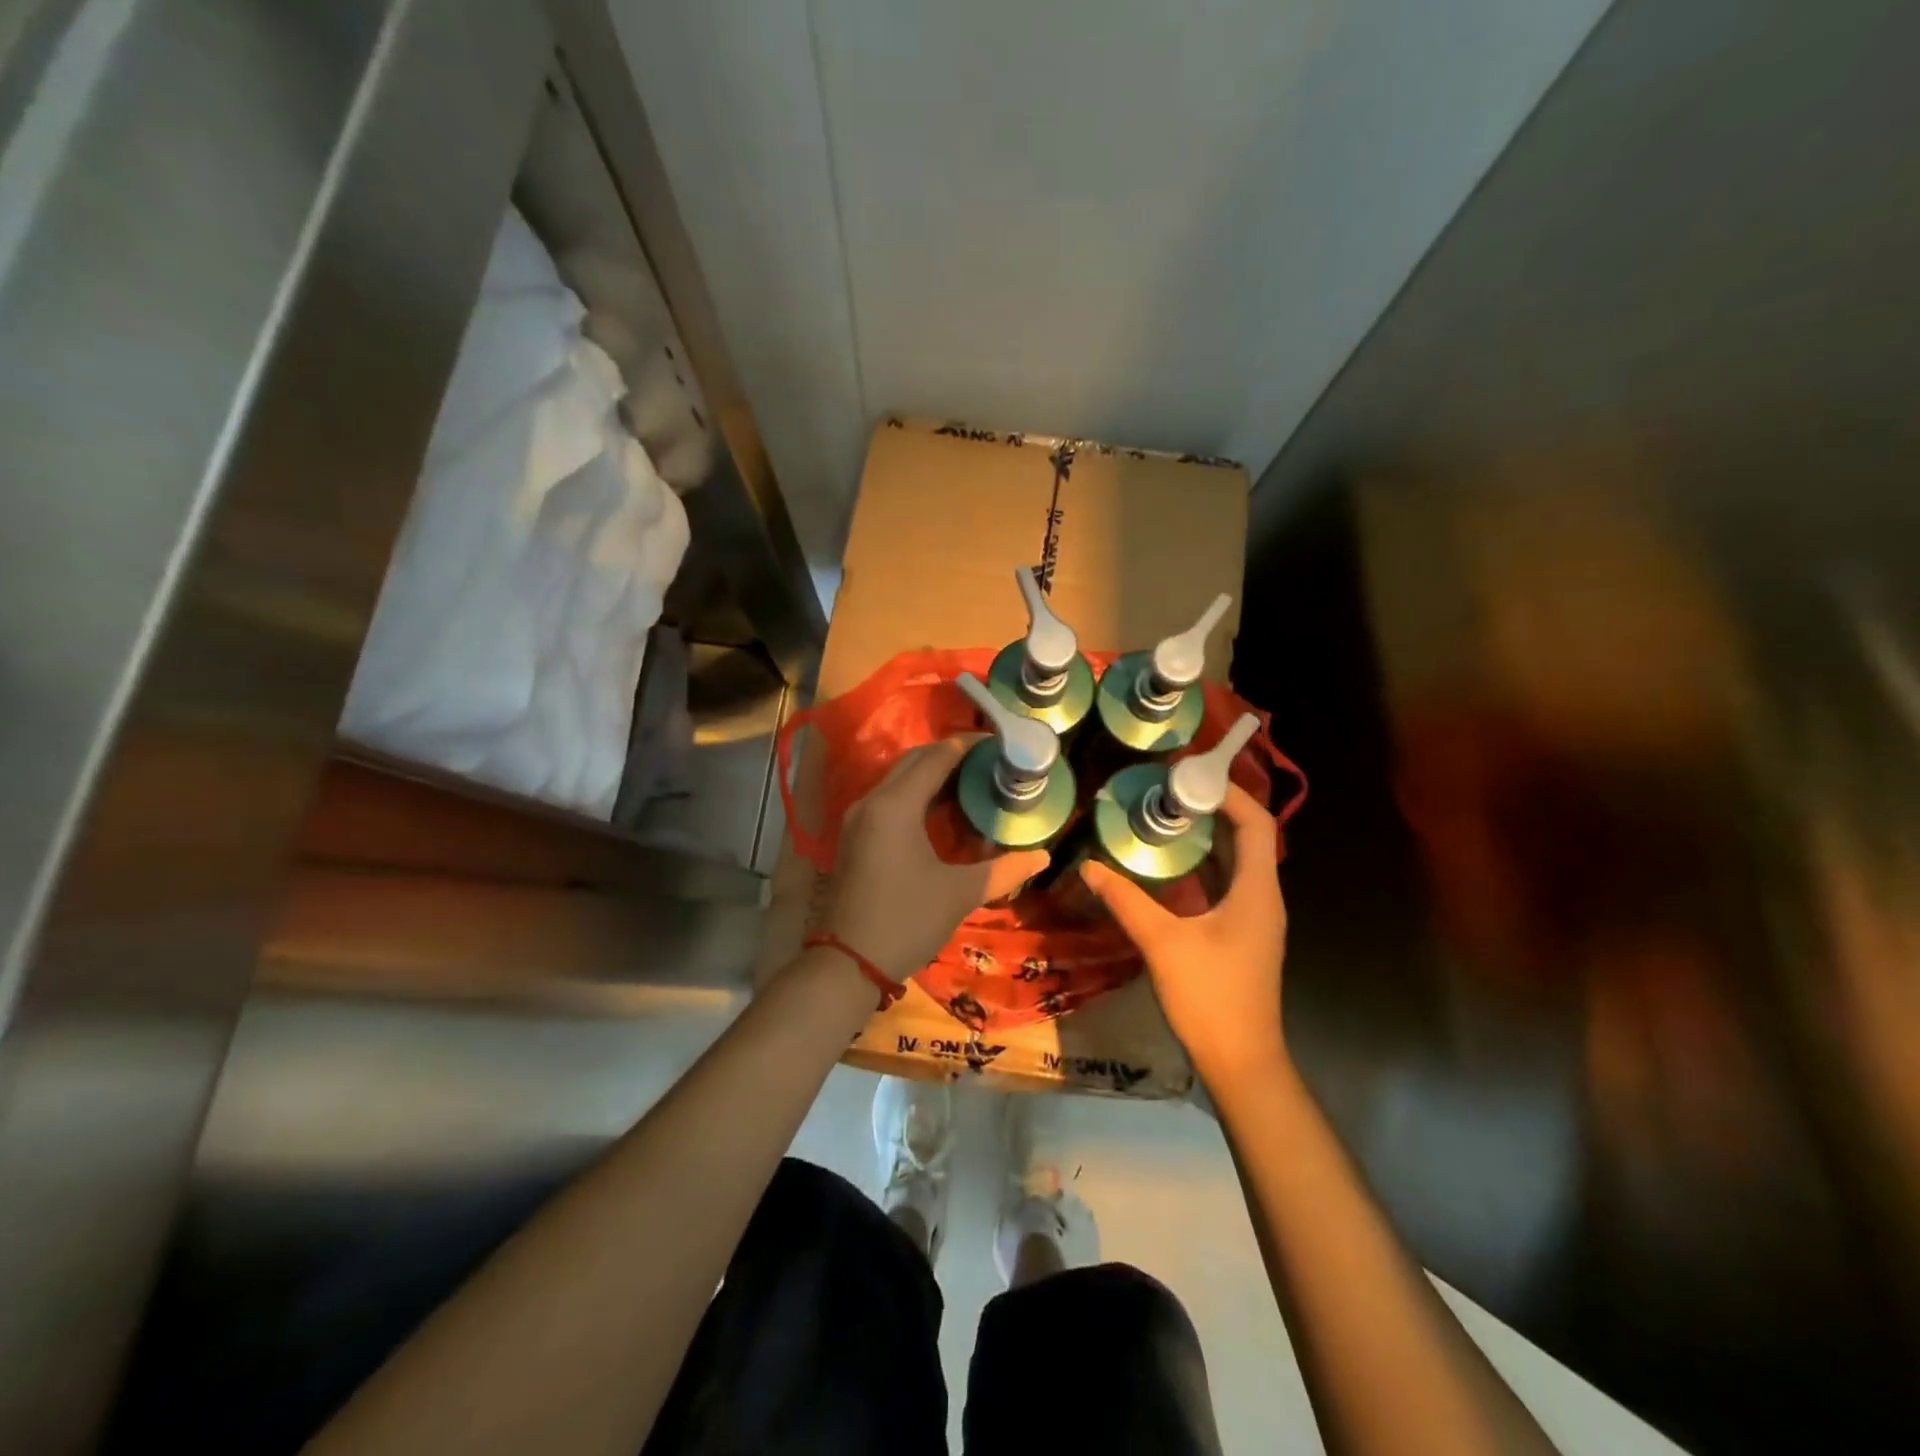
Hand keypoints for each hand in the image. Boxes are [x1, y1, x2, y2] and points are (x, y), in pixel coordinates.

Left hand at [820, 738, 1049, 981]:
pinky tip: (942, 809)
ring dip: (933, 773)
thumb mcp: (959, 894)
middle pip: (914, 761)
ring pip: (899, 778)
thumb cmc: (906, 922)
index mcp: (896, 806)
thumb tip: (1043, 856)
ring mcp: (858, 818)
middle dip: (951, 755)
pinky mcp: (855, 835)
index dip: (968, 745)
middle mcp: (872, 801)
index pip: (936, 757)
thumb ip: (1004, 870)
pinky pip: (889, 797)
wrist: (847, 963)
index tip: (1000, 743)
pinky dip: (916, 792)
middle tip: (990, 761)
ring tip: (973, 780)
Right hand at [1080, 783, 1288, 1078]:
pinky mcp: (1241, 934)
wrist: (1241, 1062)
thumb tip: (1089, 866)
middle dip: (1213, 808)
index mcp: (1256, 891)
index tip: (1190, 776)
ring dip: (1207, 836)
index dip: (1229, 793)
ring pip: (1236, 862)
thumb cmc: (1210, 997)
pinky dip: (1203, 865)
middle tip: (1169, 789)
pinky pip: (1226, 884)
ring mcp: (1254, 918)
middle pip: (1247, 837)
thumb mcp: (1162, 943)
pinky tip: (1170, 864)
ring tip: (1165, 815)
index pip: (1256, 823)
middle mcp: (1262, 897)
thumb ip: (1125, 900)